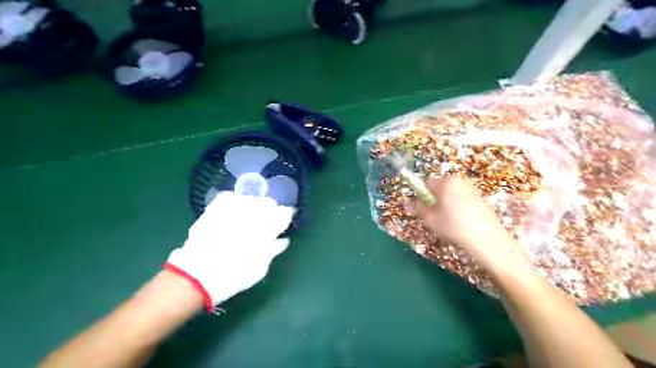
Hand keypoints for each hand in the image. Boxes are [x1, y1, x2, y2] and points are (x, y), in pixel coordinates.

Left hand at [166, 192, 295, 312]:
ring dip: (255, 205)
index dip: (288, 214)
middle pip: (269, 202)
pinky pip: (230, 197)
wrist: (196, 277)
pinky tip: (235, 210)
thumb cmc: (234, 276)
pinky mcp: (214, 209)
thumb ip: (274, 250)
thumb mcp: (260, 269)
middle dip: (272, 209)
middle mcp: (251, 215)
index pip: (284, 213)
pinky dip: (235, 201)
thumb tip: (283, 240)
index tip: (288, 218)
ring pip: (251, 198)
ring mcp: (232, 210)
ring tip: (250, 216)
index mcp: (266, 229)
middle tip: (268, 220)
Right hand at [417, 176, 525, 267]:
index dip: (421, 196)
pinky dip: (458, 209)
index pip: (427, 184)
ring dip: (446, 206)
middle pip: (440, 189)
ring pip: (451, 196)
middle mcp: (460, 181)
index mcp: (447, 182)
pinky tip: (461, 224)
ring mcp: (472, 189)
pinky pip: (462, 200)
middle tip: (435, 218)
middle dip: (435, 201)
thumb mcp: (430, 219)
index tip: (422, 210)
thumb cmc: (454, 226)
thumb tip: (407, 204)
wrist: (487, 240)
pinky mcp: (481, 199)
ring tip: (449, 223)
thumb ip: (418, 208)